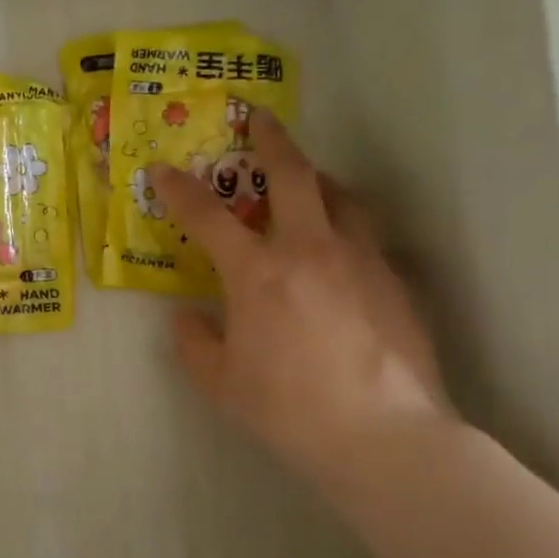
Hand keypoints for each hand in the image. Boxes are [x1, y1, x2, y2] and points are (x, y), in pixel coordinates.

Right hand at [151, 109, 449, 482]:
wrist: (386, 437)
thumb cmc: (290, 409)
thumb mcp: (221, 383)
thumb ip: (194, 343)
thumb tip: (188, 318)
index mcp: (258, 273)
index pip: (208, 216)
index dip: (180, 189)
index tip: (163, 171)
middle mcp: (310, 250)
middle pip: (293, 175)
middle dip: (272, 141)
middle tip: (261, 120)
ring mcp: (361, 261)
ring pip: (341, 197)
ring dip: (317, 178)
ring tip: (307, 181)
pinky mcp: (396, 281)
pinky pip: (366, 236)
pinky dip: (345, 225)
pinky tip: (340, 250)